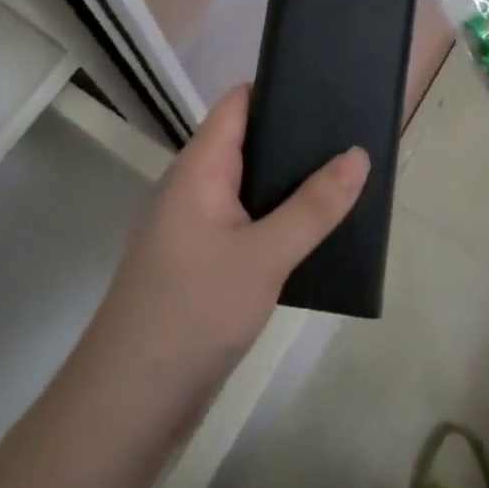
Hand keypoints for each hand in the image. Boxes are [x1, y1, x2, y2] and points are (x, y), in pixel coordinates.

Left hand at [87, 86, 369, 399]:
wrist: (130, 403)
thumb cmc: (193, 312)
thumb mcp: (264, 257)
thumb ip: (313, 207)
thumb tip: (358, 154)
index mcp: (199, 167)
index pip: (238, 104)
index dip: (279, 87)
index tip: (328, 84)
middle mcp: (194, 186)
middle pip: (248, 142)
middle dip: (295, 138)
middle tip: (352, 134)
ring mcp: (195, 226)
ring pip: (250, 187)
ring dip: (290, 183)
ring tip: (346, 176)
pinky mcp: (201, 262)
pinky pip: (245, 223)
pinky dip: (277, 219)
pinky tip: (315, 230)